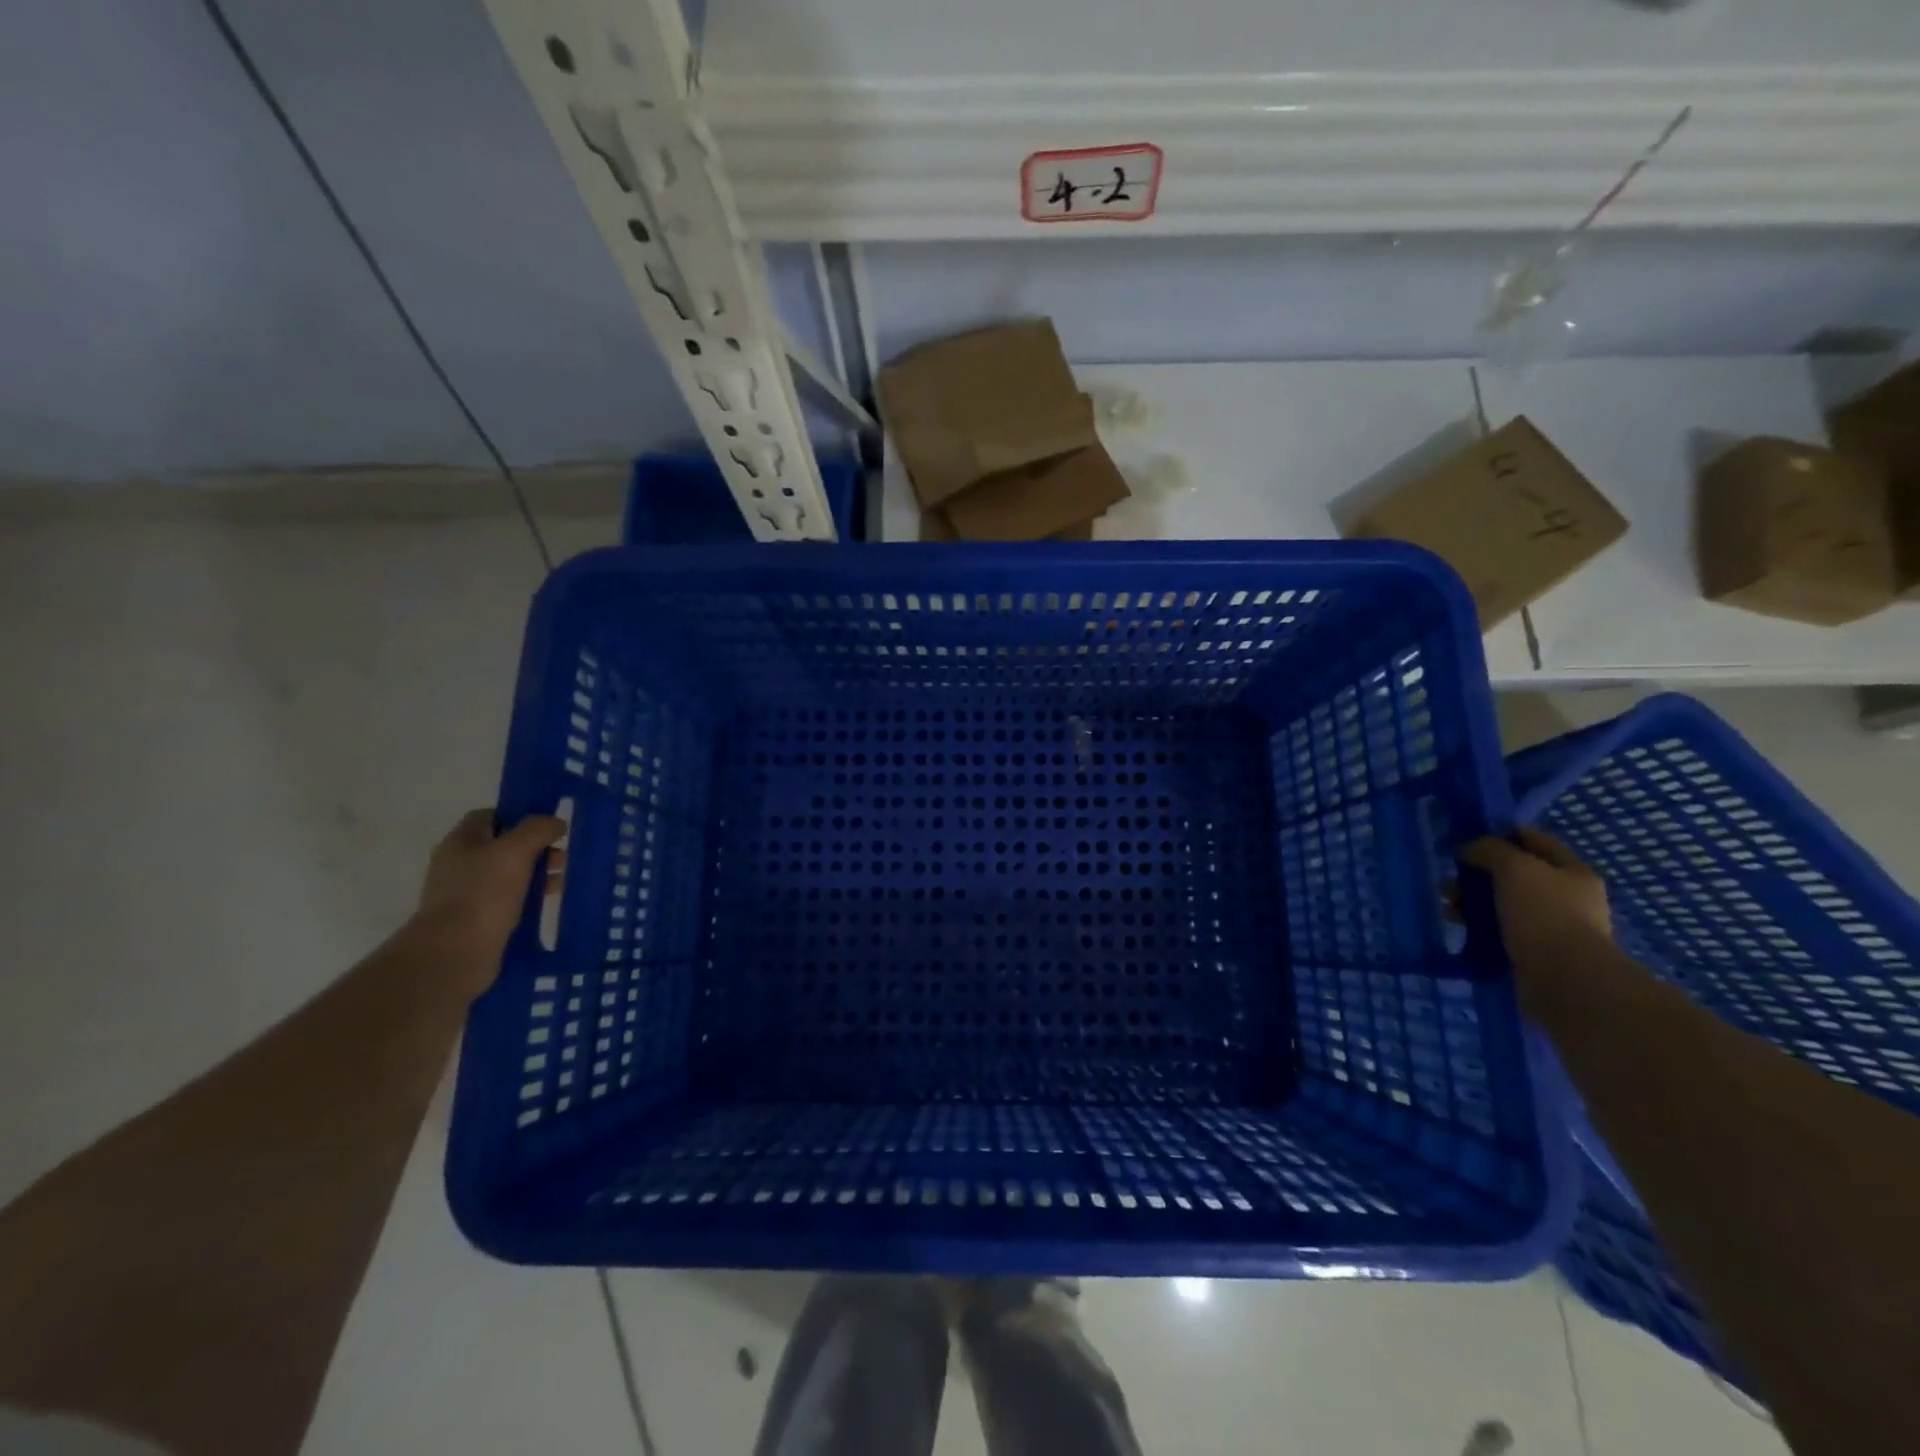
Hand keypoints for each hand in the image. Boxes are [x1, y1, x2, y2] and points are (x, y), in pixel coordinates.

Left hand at [416, 810, 564, 992]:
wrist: (454, 953)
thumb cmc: (483, 894)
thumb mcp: (515, 851)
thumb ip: (538, 829)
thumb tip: (555, 822)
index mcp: (461, 841)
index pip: (491, 816)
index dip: (520, 816)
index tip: (548, 826)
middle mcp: (461, 863)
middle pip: (505, 845)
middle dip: (537, 848)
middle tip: (561, 859)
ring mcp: (468, 893)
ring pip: (510, 873)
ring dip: (538, 873)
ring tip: (561, 883)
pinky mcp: (479, 919)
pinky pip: (510, 899)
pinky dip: (530, 897)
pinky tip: (548, 902)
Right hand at [1459, 827, 1610, 970]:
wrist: (1565, 980)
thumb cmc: (1544, 914)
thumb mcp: (1515, 868)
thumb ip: (1490, 849)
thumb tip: (1470, 848)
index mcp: (1572, 871)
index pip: (1533, 840)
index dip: (1501, 834)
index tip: (1466, 837)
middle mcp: (1566, 897)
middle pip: (1513, 873)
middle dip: (1478, 873)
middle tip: (1450, 879)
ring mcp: (1551, 926)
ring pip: (1502, 902)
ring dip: (1472, 900)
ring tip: (1448, 906)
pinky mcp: (1534, 951)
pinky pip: (1499, 929)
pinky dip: (1477, 925)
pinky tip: (1459, 926)